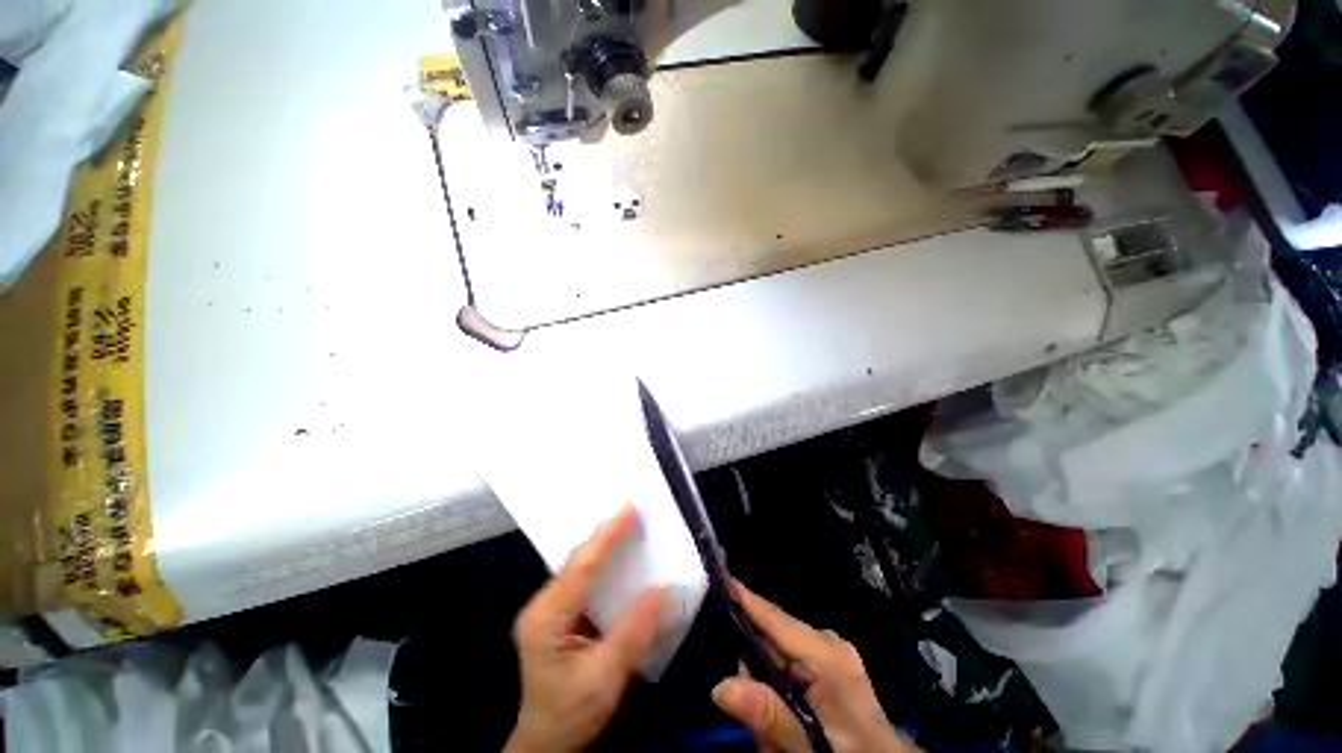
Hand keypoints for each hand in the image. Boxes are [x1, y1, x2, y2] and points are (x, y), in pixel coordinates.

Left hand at [505, 506, 662, 752]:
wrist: (546, 744)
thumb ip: (632, 634)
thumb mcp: (604, 680)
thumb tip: (661, 590)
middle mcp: (543, 605)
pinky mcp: (559, 614)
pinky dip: (602, 563)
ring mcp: (548, 608)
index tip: (629, 509)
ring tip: (629, 525)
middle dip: (605, 534)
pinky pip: (583, 579)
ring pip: (579, 567)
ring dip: (604, 545)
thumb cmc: (570, 714)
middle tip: (634, 511)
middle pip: (577, 561)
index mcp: (546, 618)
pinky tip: (619, 556)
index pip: (580, 567)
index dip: (606, 536)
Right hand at [711, 583, 921, 752]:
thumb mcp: (810, 743)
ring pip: (776, 653)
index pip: (774, 618)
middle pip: (770, 636)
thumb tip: (720, 686)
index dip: (745, 598)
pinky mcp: (826, 662)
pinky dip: (778, 689)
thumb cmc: (853, 752)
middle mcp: (825, 641)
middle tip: (755, 722)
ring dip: (766, 687)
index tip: (717, 577)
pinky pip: (788, 665)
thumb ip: (769, 715)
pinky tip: (788, 722)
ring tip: (778, 736)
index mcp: (825, 653)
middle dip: (753, 670)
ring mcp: (827, 650)